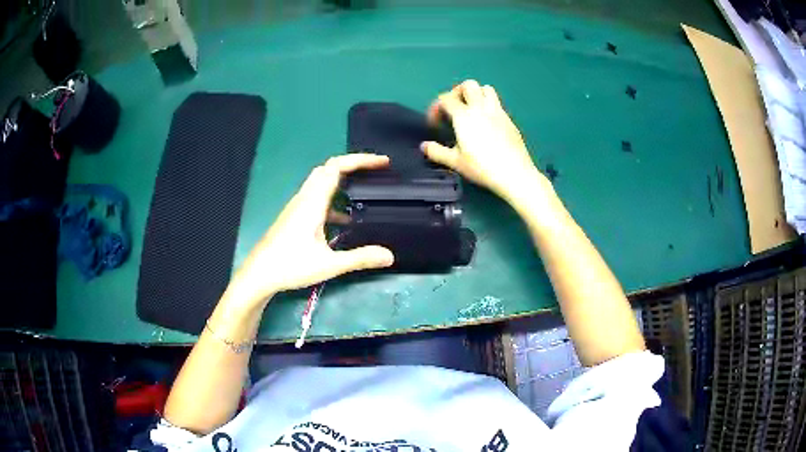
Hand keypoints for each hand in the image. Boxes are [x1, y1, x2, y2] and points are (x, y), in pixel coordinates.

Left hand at [227, 154, 394, 307]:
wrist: (259, 274)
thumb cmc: (291, 266)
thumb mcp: (329, 264)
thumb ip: (359, 258)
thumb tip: (389, 255)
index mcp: (313, 202)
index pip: (337, 167)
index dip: (360, 160)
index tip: (382, 162)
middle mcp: (305, 198)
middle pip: (328, 169)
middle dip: (353, 165)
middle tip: (375, 171)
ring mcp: (298, 206)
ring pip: (321, 182)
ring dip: (343, 180)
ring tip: (364, 190)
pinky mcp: (294, 216)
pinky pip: (317, 197)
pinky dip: (333, 199)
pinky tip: (344, 221)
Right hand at [421, 80, 547, 205]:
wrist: (514, 173)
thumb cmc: (482, 167)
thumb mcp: (455, 162)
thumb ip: (437, 152)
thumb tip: (424, 146)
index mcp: (464, 116)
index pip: (446, 98)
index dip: (437, 107)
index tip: (436, 123)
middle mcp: (481, 108)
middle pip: (468, 85)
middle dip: (458, 92)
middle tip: (454, 107)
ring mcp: (497, 112)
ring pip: (486, 89)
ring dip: (476, 94)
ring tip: (472, 110)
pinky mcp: (509, 120)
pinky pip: (497, 104)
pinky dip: (489, 106)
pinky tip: (487, 123)